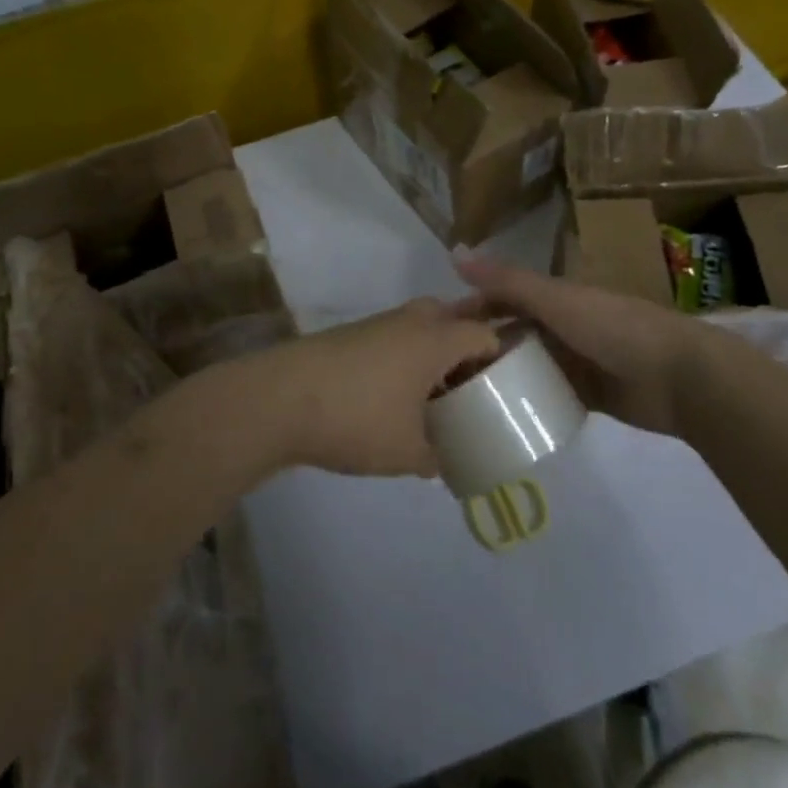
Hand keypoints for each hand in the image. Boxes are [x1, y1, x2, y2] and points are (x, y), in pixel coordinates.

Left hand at [244, 300, 501, 476]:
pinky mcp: (348, 337)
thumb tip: (446, 466)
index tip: (509, 386)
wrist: (278, 399)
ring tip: (438, 398)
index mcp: (434, 338)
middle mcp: (408, 321)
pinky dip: (404, 361)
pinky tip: (396, 398)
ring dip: (432, 355)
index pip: (484, 333)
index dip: (502, 356)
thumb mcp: (407, 452)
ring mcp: (375, 325)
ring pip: (418, 330)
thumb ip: (437, 459)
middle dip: (466, 349)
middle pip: (451, 320)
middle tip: (475, 387)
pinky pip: (393, 340)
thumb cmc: (356, 419)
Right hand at [455, 258, 746, 435]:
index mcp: (553, 298)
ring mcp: (574, 363)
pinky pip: (547, 397)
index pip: (500, 299)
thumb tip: (455, 253)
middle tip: (440, 376)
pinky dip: (526, 403)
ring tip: (461, 402)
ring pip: (526, 368)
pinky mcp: (587, 396)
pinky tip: (499, 419)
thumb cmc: (615, 328)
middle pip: (510, 335)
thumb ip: (508, 281)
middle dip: (479, 349)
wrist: (680, 377)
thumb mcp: (556, 300)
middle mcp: (559, 327)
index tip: (433, 334)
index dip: (469, 311)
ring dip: (500, 379)